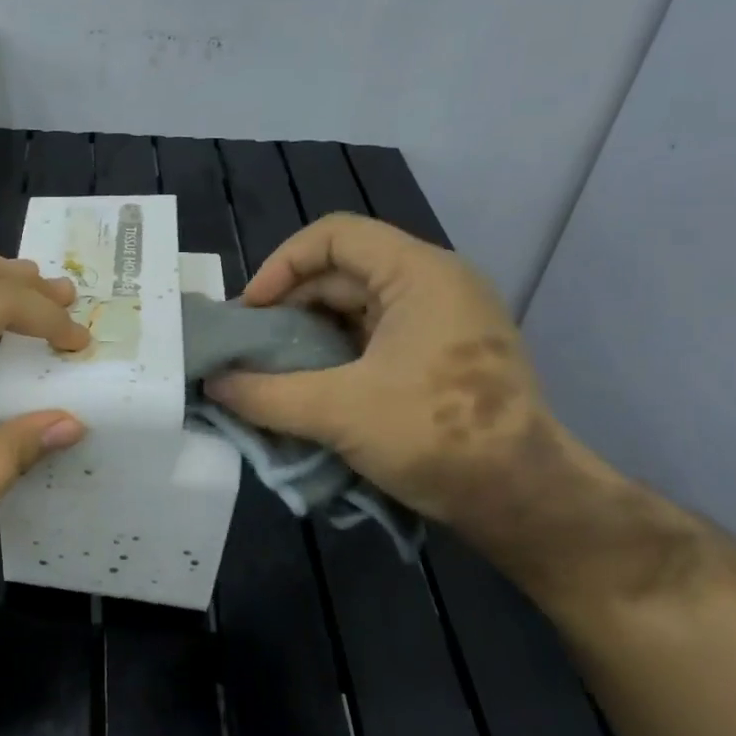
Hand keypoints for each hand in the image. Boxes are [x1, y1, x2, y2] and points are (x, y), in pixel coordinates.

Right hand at [205, 213, 554, 528]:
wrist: (523, 499)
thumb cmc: (437, 437)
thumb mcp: (338, 412)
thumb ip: (265, 394)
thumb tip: (212, 385)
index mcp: (419, 274)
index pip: (335, 235)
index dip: (282, 264)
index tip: (251, 311)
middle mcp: (433, 285)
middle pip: (342, 271)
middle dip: (289, 304)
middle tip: (250, 346)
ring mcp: (440, 321)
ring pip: (355, 307)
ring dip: (308, 333)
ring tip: (269, 369)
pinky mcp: (439, 356)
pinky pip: (372, 337)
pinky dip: (334, 354)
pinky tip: (307, 386)